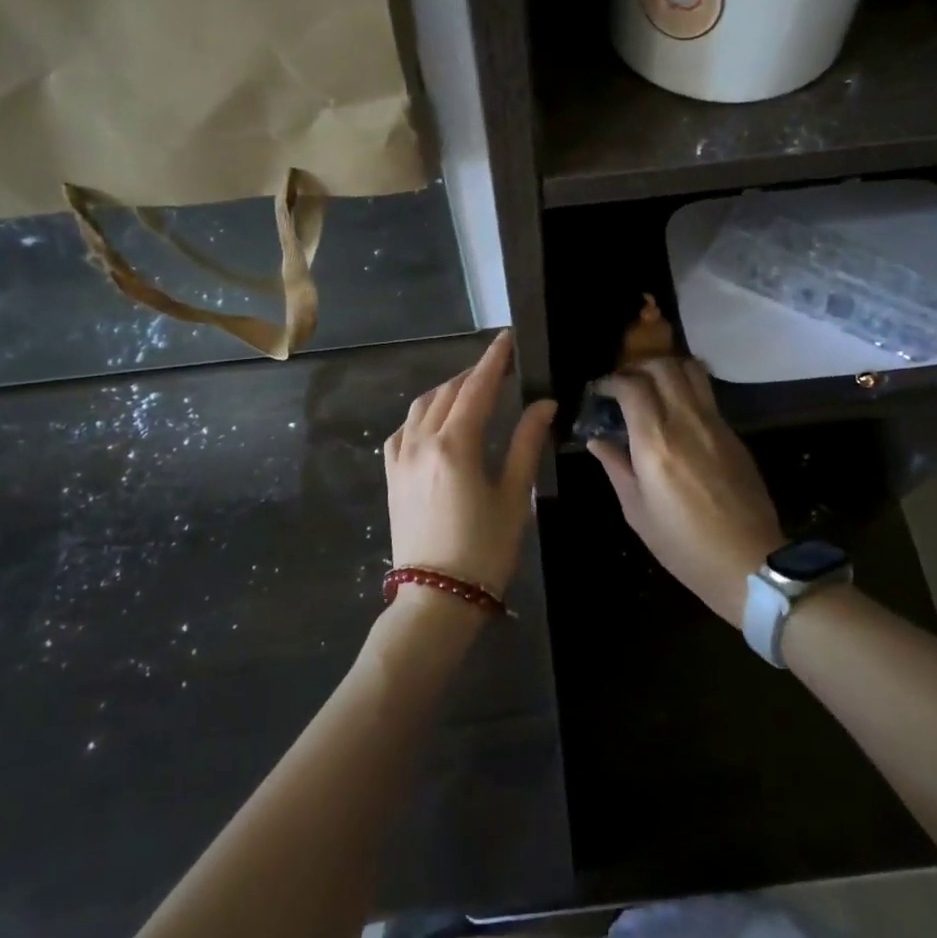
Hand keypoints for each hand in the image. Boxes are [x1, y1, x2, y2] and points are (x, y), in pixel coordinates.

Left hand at [383, 331, 556, 599]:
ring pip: (422, 406)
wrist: (435, 599)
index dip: (495, 360)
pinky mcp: (392, 475)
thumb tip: (544, 404)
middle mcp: (422, 442)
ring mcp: (401, 458)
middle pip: (449, 392)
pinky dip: (423, 414)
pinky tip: (436, 420)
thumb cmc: (484, 550)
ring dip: (448, 390)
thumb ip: (527, 443)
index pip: (477, 387)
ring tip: (472, 388)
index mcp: (455, 445)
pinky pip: (404, 429)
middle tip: (500, 365)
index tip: (508, 338)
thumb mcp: (514, 496)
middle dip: (475, 373)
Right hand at [589, 358, 782, 628]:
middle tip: (625, 384)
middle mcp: (686, 421)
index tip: (601, 391)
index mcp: (656, 441)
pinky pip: (707, 395)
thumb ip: (616, 467)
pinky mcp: (733, 434)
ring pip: (691, 370)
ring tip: (653, 388)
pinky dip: (687, 389)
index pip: (632, 386)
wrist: (748, 562)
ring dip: (667, 369)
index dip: (612, 381)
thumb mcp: (637, 511)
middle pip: (663, 366)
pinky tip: (677, 412)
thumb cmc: (683, 544)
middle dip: (639, 367)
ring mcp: (715, 424)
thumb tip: (598, 441)